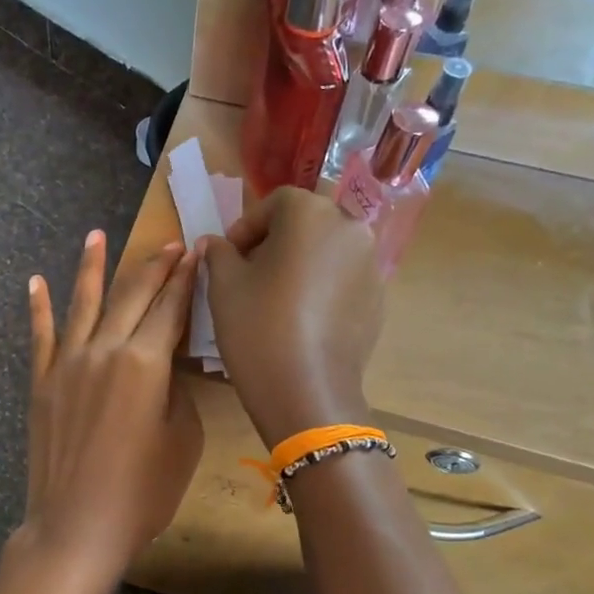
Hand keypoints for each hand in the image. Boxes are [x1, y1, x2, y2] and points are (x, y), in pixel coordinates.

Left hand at [20, 231, 202, 591]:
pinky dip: (39, 307)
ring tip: (97, 235)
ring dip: (93, 267)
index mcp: (145, 362)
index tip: (196, 251)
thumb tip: (165, 365)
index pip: (170, 307)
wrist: (76, 526)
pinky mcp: (42, 382)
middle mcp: (105, 349)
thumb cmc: (142, 492)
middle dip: (153, 266)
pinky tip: (36, 281)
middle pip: (132, 295)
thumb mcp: (182, 440)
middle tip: (168, 244)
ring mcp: (67, 363)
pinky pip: (40, 335)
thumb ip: (175, 390)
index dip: (185, 277)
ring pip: (84, 303)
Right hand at [204, 189, 384, 444]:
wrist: (306, 390)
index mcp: (311, 214)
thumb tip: (215, 242)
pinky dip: (322, 287)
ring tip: (275, 297)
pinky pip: (344, 279)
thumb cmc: (258, 326)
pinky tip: (301, 319)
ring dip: (301, 263)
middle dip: (276, 242)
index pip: (276, 203)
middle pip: (306, 223)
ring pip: (327, 251)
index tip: (228, 256)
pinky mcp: (378, 299)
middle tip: (249, 273)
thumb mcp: (224, 285)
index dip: (247, 226)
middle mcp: (350, 228)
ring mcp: (371, 265)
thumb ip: (219, 253)